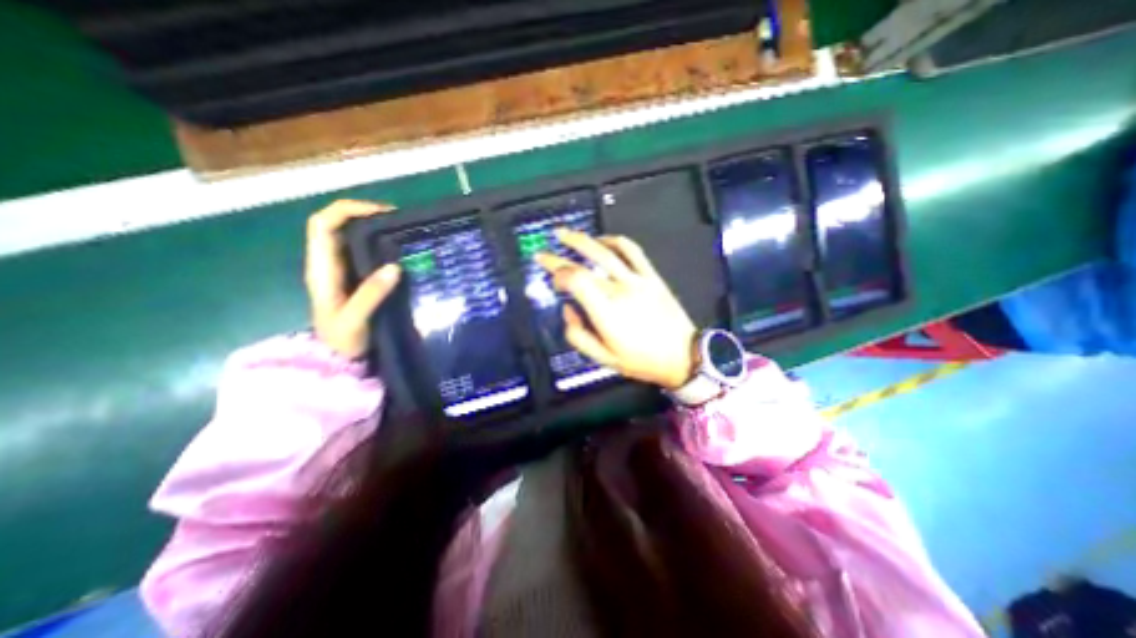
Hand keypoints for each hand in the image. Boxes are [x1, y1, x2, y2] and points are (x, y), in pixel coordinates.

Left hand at [305, 200, 403, 358]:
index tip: (382, 213)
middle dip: (365, 214)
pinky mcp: (355, 279)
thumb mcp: (355, 320)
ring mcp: (342, 271)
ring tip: (403, 231)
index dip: (348, 210)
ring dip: (374, 228)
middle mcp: (328, 263)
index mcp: (322, 268)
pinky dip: (381, 244)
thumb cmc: (343, 342)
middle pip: (337, 224)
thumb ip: (372, 294)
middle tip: (400, 221)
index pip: (323, 224)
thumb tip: (395, 266)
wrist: (339, 360)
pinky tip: (401, 251)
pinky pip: (364, 252)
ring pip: (351, 237)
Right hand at [536, 230, 702, 388]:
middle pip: (585, 263)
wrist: (683, 356)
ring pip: (606, 250)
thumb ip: (578, 336)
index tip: (552, 280)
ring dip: (582, 240)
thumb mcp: (604, 359)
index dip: (558, 274)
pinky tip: (603, 240)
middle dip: (559, 257)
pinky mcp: (652, 276)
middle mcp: (619, 289)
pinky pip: (632, 251)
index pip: (575, 280)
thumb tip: (568, 310)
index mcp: (606, 311)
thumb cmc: (641, 361)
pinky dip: (615, 241)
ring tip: (565, 234)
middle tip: (542, 253)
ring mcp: (637, 279)